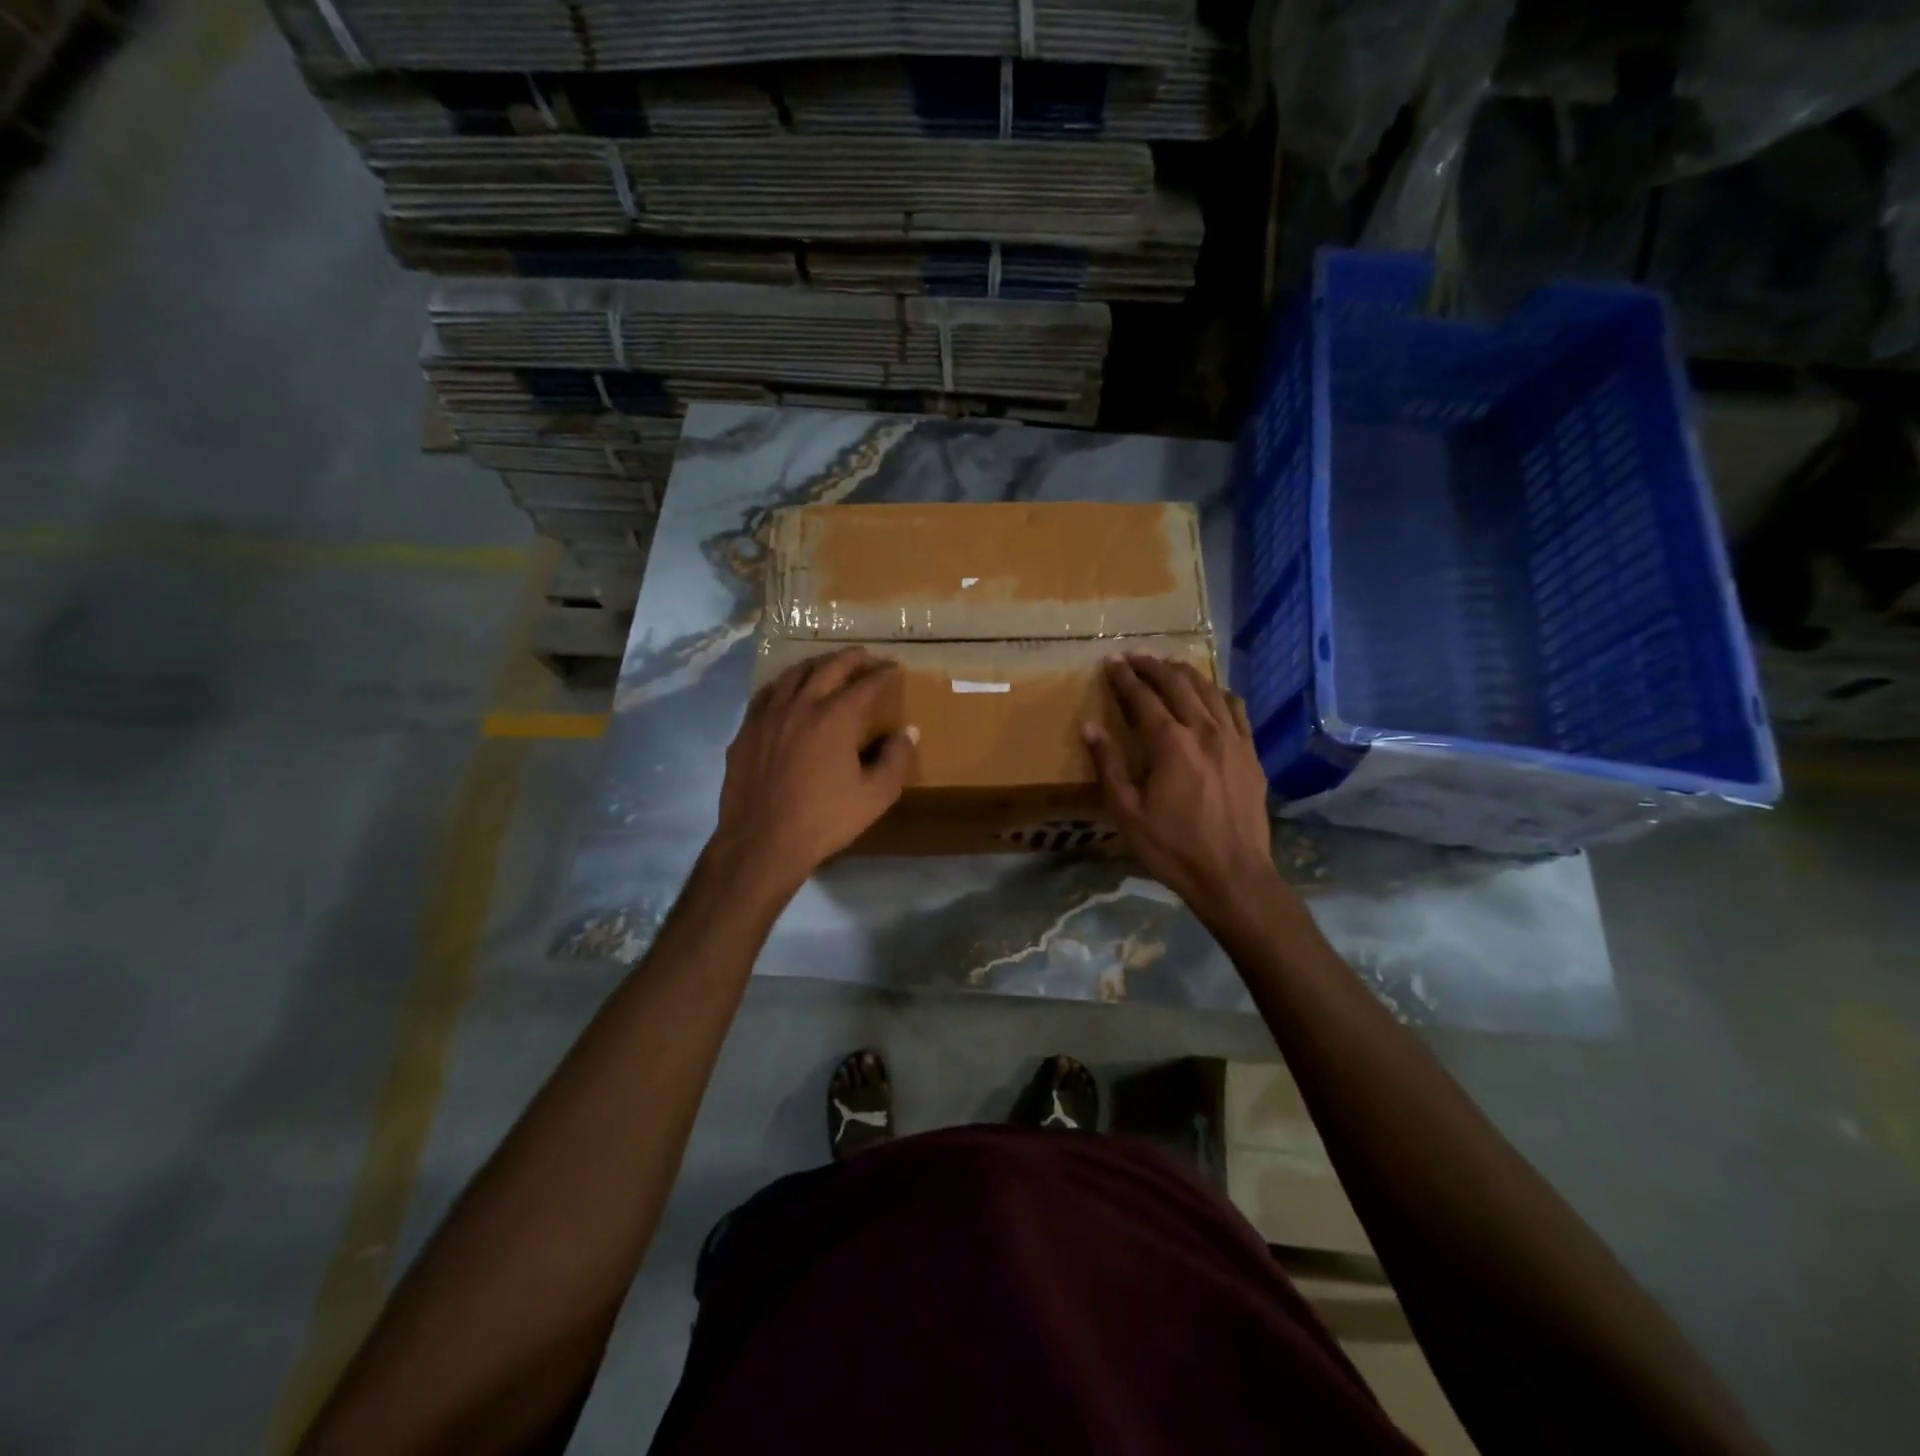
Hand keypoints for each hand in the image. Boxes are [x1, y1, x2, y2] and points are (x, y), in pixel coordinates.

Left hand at [711, 647, 915, 894]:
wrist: (762, 842)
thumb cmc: (824, 820)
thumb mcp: (874, 796)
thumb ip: (896, 759)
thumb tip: (908, 731)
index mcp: (835, 717)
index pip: (864, 684)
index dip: (882, 673)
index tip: (893, 667)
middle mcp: (800, 705)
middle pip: (827, 667)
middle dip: (850, 658)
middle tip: (864, 656)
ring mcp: (767, 716)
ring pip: (792, 675)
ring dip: (815, 665)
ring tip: (826, 665)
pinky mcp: (746, 731)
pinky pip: (766, 695)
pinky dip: (784, 685)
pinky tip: (786, 693)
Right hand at [1082, 654, 1282, 919]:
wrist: (1233, 876)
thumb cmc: (1173, 848)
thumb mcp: (1127, 812)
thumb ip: (1109, 765)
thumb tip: (1091, 727)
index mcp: (1170, 744)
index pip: (1143, 699)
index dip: (1125, 678)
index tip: (1111, 661)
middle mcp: (1204, 731)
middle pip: (1177, 685)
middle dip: (1153, 666)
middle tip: (1135, 655)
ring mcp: (1233, 740)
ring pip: (1208, 691)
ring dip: (1185, 673)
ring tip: (1168, 663)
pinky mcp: (1251, 754)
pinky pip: (1237, 710)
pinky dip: (1219, 694)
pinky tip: (1212, 693)